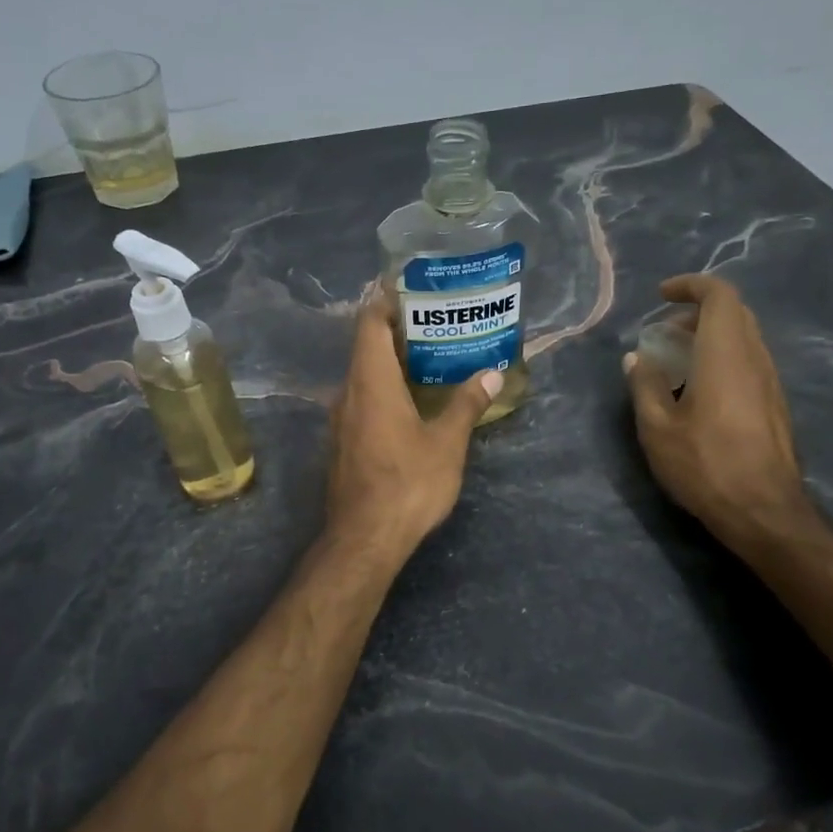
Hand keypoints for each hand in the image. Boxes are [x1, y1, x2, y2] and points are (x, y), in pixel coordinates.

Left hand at [325, 292, 502, 556]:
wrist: (364, 539)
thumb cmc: (408, 483)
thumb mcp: (447, 443)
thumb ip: (466, 404)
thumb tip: (491, 373)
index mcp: (371, 381)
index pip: (370, 323)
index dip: (387, 302)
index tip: (415, 292)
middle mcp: (348, 393)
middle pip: (366, 347)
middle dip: (399, 332)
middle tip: (438, 325)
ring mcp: (341, 420)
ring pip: (364, 376)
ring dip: (392, 364)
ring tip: (431, 361)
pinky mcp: (342, 443)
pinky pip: (362, 401)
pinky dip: (385, 390)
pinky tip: (412, 403)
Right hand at [623, 273, 815, 546]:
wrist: (764, 511)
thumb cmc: (705, 465)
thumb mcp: (657, 428)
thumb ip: (645, 385)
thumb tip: (637, 358)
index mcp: (726, 354)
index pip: (720, 295)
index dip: (691, 286)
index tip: (661, 296)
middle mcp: (754, 358)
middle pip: (734, 312)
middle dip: (697, 311)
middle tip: (665, 332)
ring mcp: (770, 382)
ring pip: (744, 337)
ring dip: (710, 336)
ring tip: (676, 361)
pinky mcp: (775, 404)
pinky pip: (749, 361)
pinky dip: (722, 358)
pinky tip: (699, 391)